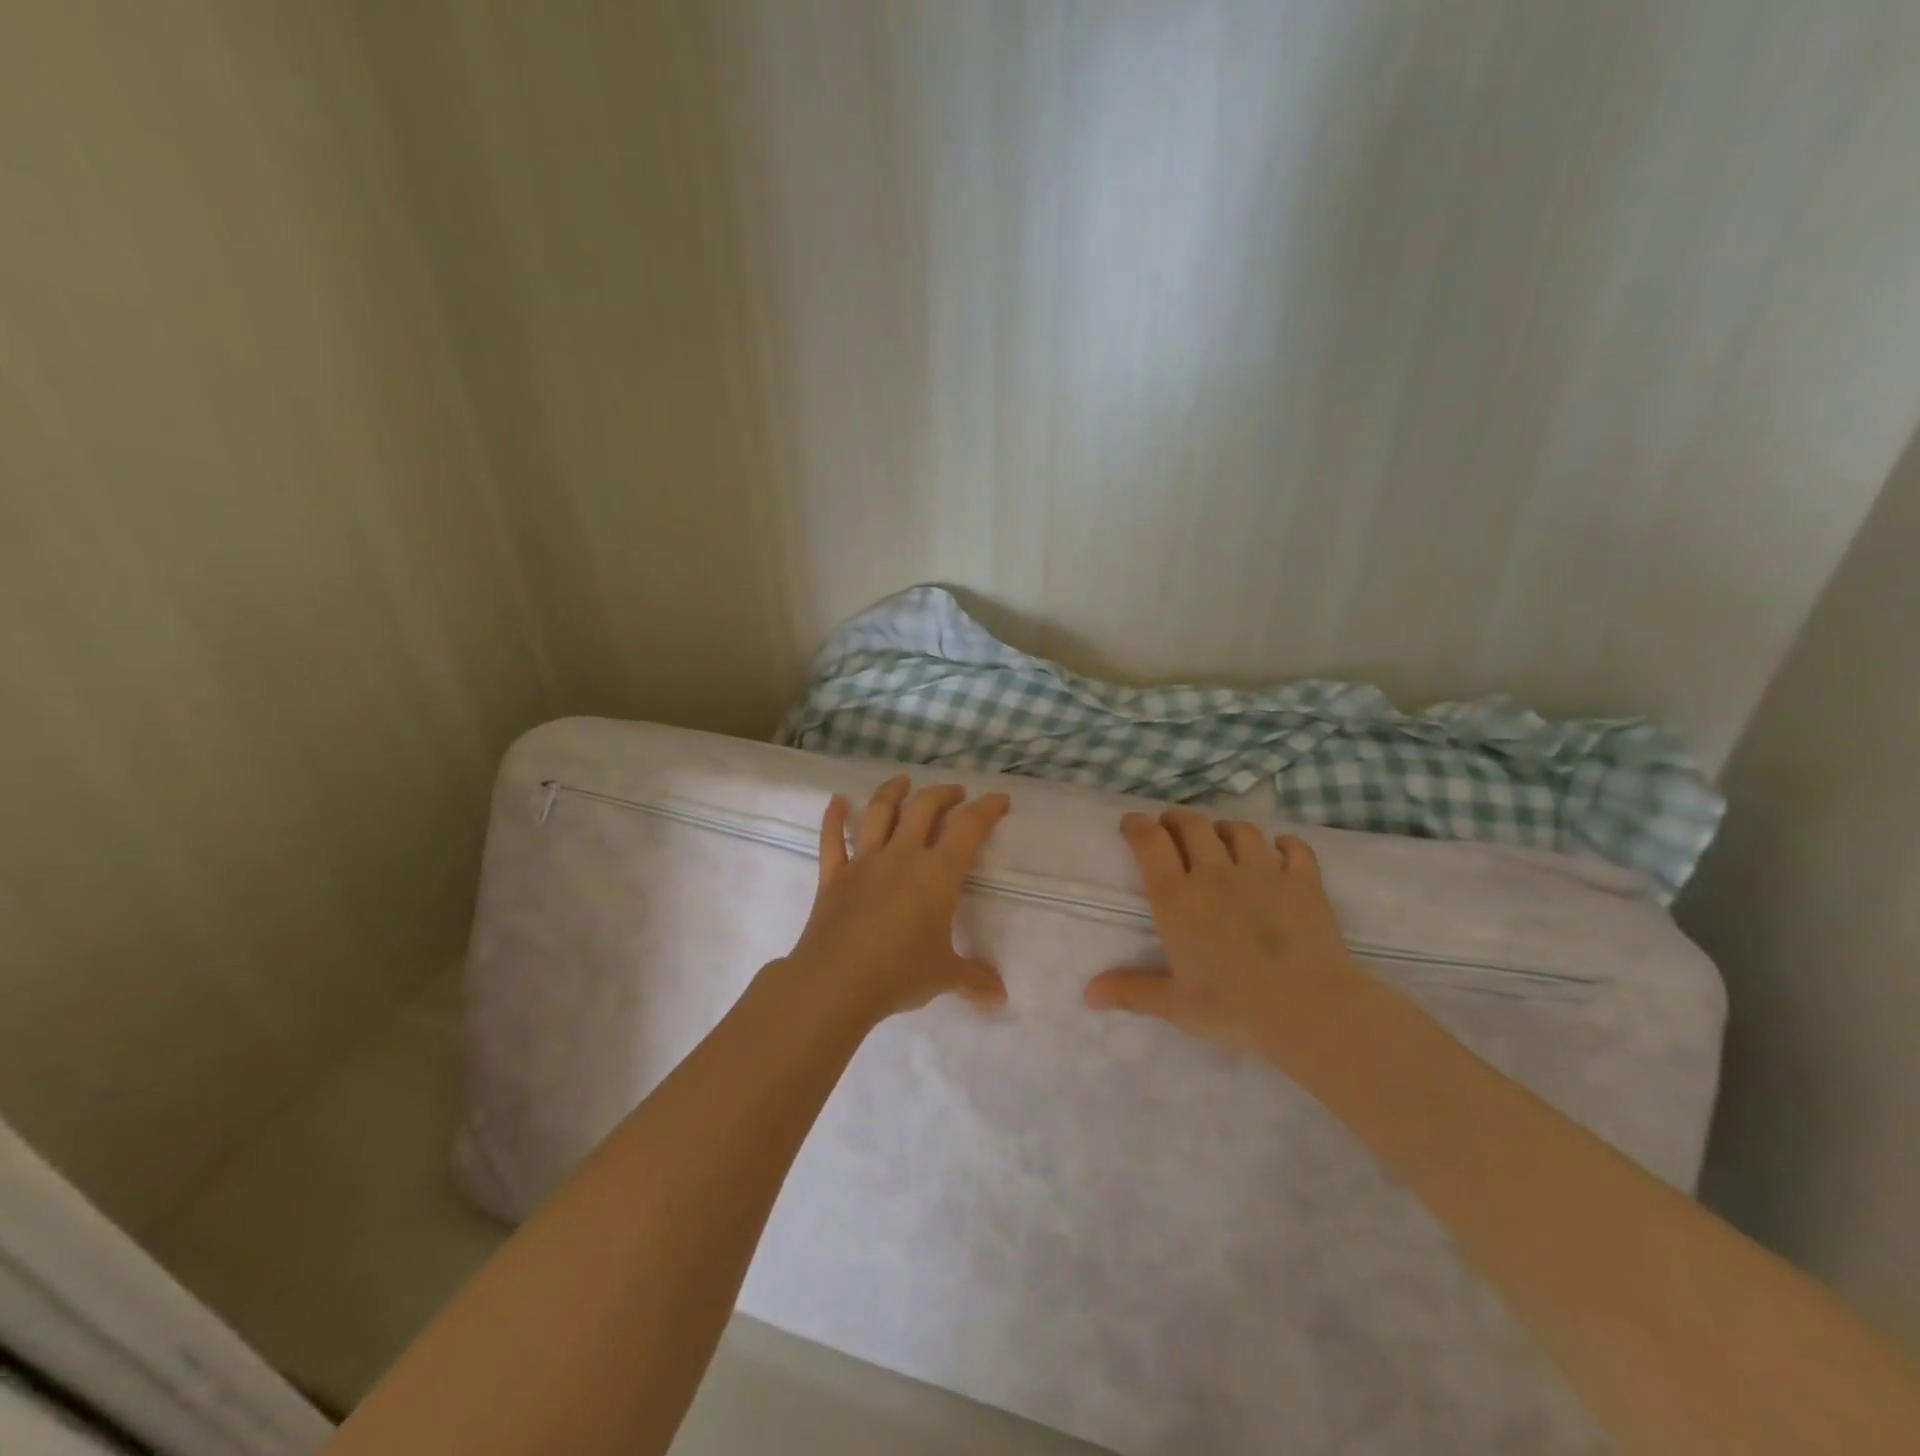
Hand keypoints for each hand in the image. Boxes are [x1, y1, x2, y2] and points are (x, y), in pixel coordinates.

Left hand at [779, 774, 1011, 1022]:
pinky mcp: (833, 875)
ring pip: (879, 812)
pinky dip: (834, 818)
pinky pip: (832, 839)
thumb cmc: (900, 972)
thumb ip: (974, 980)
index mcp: (937, 873)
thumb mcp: (944, 976)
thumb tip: (1000, 999)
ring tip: (902, 780)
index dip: (987, 809)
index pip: (969, 829)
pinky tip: (837, 801)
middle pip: (924, 808)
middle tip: (955, 793)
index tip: (999, 799)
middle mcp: (902, 856)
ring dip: (892, 791)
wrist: (837, 981)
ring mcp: (865, 862)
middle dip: (943, 794)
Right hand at [1084, 808, 1370, 1053]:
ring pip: (1240, 831)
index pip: (1151, 843)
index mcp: (1177, 899)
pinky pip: (1293, 849)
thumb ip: (1131, 991)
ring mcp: (1263, 873)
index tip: (1131, 822)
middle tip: (1170, 825)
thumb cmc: (1233, 1008)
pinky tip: (1280, 852)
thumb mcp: (1175, 1005)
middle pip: (1192, 826)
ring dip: (1225, 828)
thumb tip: (1088, 994)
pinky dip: (1284, 845)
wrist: (1310, 1010)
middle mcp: (1215, 874)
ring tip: (1220, 837)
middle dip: (1176, 819)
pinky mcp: (1304, 883)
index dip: (1138, 826)